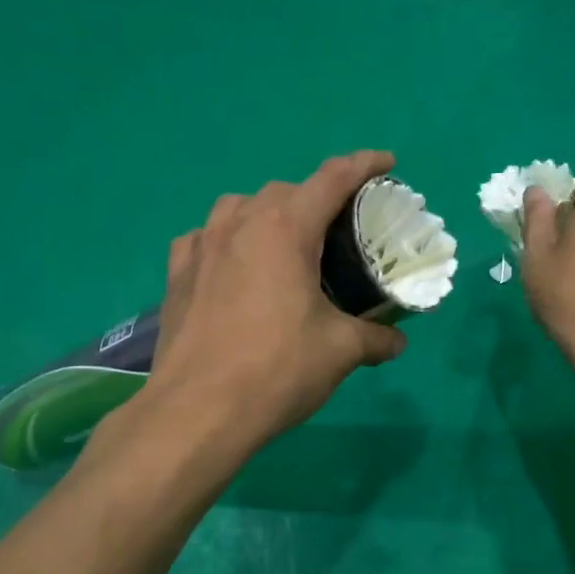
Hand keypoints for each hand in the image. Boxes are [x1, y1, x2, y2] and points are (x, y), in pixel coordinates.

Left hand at [146, 150, 407, 447]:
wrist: (198, 410)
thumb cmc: (277, 370)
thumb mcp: (340, 352)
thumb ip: (374, 338)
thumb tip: (398, 341)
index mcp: (284, 229)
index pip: (332, 179)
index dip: (364, 165)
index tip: (386, 163)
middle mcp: (239, 223)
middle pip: (286, 191)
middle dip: (316, 198)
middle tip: (339, 230)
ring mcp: (200, 246)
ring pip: (239, 208)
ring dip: (268, 214)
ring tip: (285, 245)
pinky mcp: (177, 274)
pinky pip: (205, 238)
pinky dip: (226, 241)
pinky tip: (233, 267)